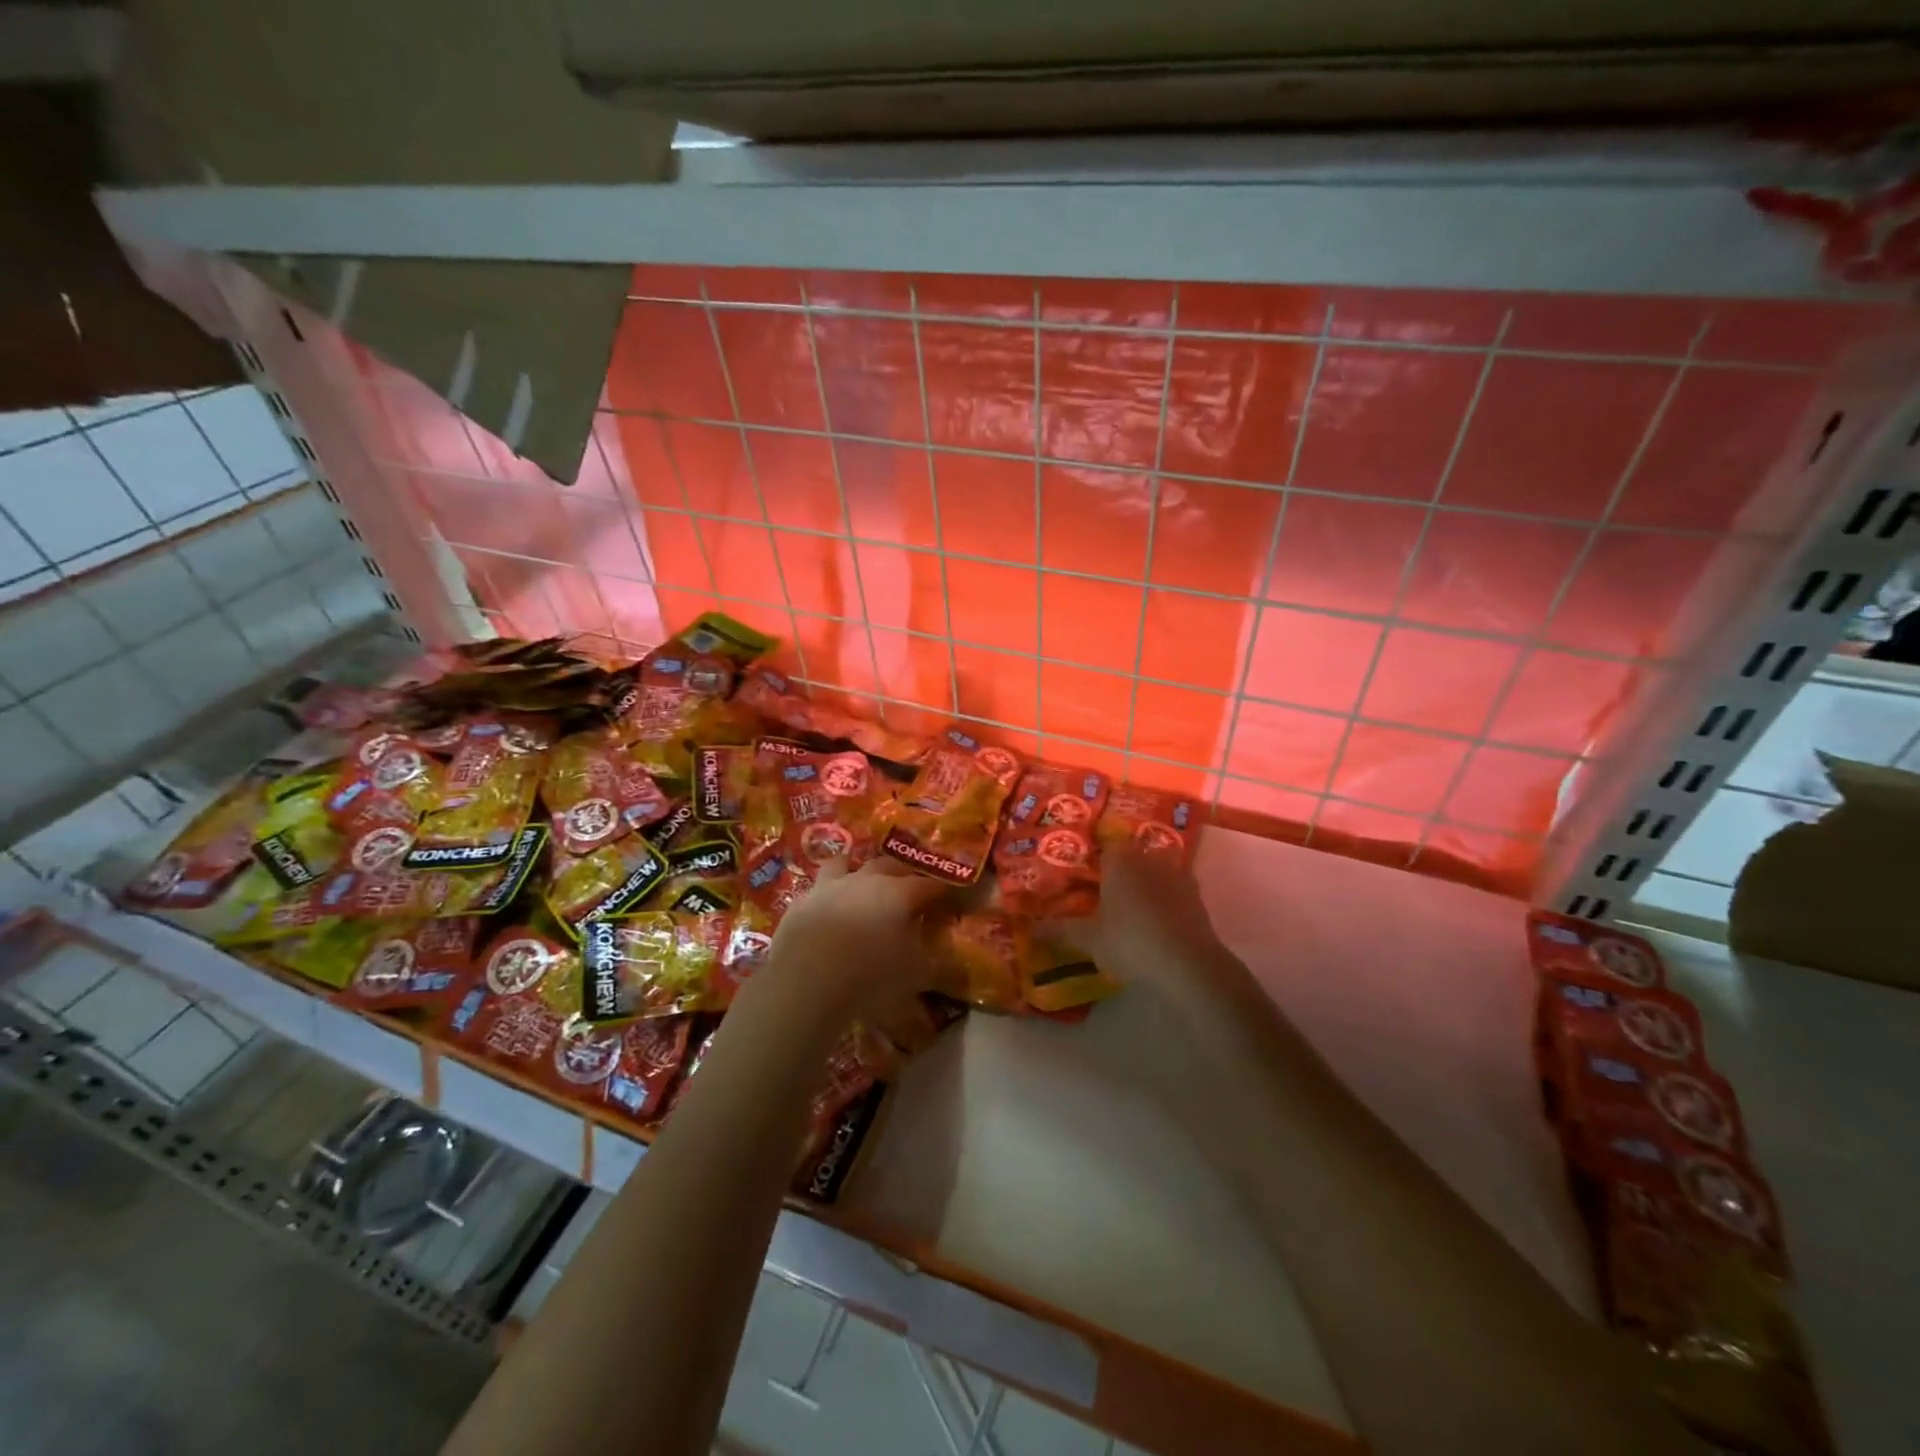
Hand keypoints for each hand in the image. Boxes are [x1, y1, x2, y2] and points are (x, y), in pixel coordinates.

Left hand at [763, 858, 948, 1021]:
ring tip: (860, 883)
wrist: (807, 981)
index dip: (940, 889)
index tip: (948, 896)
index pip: (928, 884)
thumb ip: (930, 958)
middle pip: (889, 864)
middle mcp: (865, 880)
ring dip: (856, 870)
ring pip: (845, 863)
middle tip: (908, 886)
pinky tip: (826, 909)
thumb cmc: (871, 977)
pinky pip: (818, 890)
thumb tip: (936, 951)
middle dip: (902, 873)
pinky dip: (827, 895)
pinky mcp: (801, 901)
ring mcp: (830, 886)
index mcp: (898, 893)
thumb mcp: (915, 975)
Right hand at [1044, 843, 1226, 993]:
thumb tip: (1033, 929)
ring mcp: (1179, 876)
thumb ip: (1060, 930)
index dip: (1094, 862)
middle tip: (1104, 895)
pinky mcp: (1198, 899)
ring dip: (1146, 887)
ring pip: (1156, 874)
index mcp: (1121, 859)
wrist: (1187, 965)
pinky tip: (1155, 925)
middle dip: (1120, 873)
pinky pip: (1174, 894)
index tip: (1085, 879)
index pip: (1104, 847)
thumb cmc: (1130, 941)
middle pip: (1132, 858)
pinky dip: (1165, 904)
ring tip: (1130, 911)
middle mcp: (1150, 858)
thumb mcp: (1088, 939)